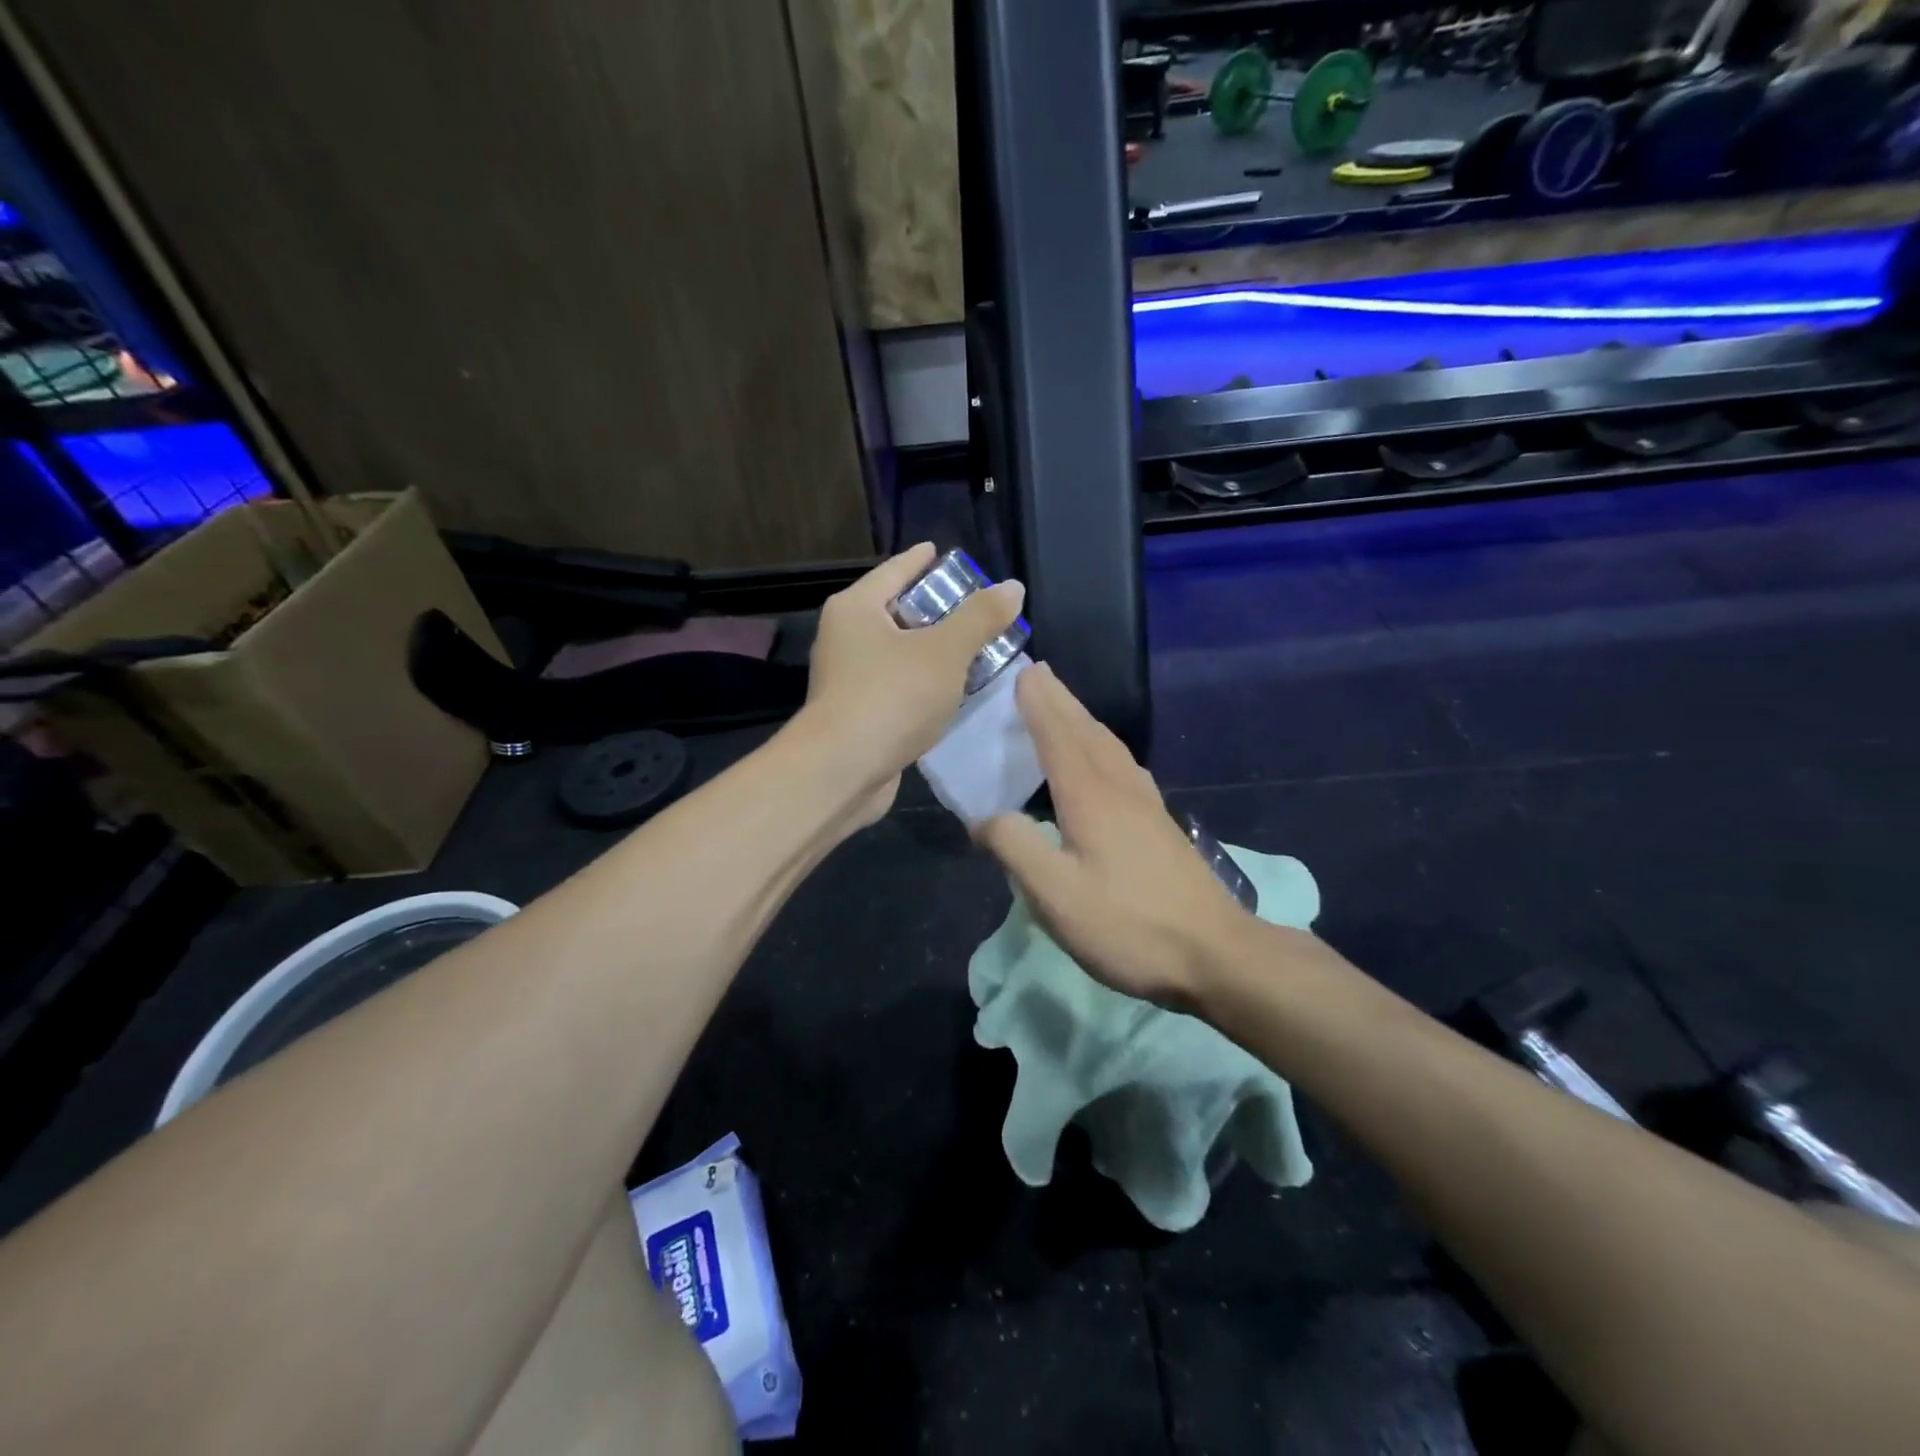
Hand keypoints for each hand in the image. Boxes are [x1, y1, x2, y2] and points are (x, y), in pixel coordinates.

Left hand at [800, 543, 1024, 823]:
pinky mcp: (859, 714)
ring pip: (901, 654)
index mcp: (857, 608)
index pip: (895, 570)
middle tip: (979, 608)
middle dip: (939, 610)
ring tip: (978, 649)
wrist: (843, 771)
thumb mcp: (945, 651)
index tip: (946, 554)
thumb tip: (1012, 587)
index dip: (924, 561)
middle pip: (898, 611)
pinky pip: (899, 687)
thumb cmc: (891, 697)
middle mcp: (846, 638)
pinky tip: (956, 692)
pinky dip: (926, 685)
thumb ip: (980, 618)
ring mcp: (849, 679)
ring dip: (935, 652)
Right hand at [976, 664, 1256, 1006]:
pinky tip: (1105, 762)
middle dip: (1060, 700)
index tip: (1023, 671)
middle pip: (1086, 731)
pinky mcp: (1160, 825)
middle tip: (1038, 673)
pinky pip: (1123, 765)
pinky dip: (1102, 746)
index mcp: (1090, 796)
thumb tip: (984, 818)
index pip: (1058, 736)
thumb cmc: (1128, 924)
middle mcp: (1120, 788)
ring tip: (1064, 708)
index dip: (1039, 704)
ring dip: (1082, 719)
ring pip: (1109, 746)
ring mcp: (1146, 805)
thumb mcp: (1055, 895)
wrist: (1215, 953)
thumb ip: (1015, 847)